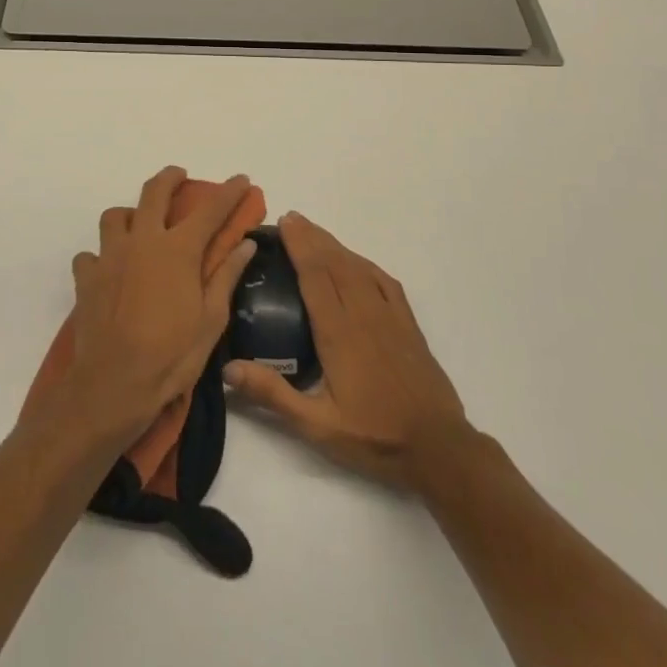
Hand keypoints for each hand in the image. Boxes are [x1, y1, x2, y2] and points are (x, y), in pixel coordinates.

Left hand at [64, 167, 259, 443]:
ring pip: (114, 216)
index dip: (229, 192)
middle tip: (179, 176)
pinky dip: (100, 256)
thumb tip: (245, 244)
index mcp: (177, 250)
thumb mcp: (211, 320)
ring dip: (129, 214)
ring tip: (138, 224)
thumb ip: (226, 276)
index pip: (210, 210)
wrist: (113, 386)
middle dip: (170, 178)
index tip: (241, 179)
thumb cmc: (171, 356)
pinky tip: (109, 270)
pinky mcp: (86, 278)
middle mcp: (142, 241)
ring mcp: (109, 256)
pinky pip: (90, 254)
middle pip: (154, 192)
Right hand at [223, 211, 475, 491]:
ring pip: (359, 268)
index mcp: (338, 333)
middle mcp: (364, 314)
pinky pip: (385, 281)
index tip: (284, 223)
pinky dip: (365, 263)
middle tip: (291, 218)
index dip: (299, 246)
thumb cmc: (374, 437)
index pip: (315, 276)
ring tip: (315, 232)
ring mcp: (389, 316)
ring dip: (336, 245)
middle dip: (312, 237)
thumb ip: (273, 395)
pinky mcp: (408, 324)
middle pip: (335, 263)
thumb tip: (229, 368)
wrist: (438, 447)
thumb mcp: (317, 425)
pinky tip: (356, 261)